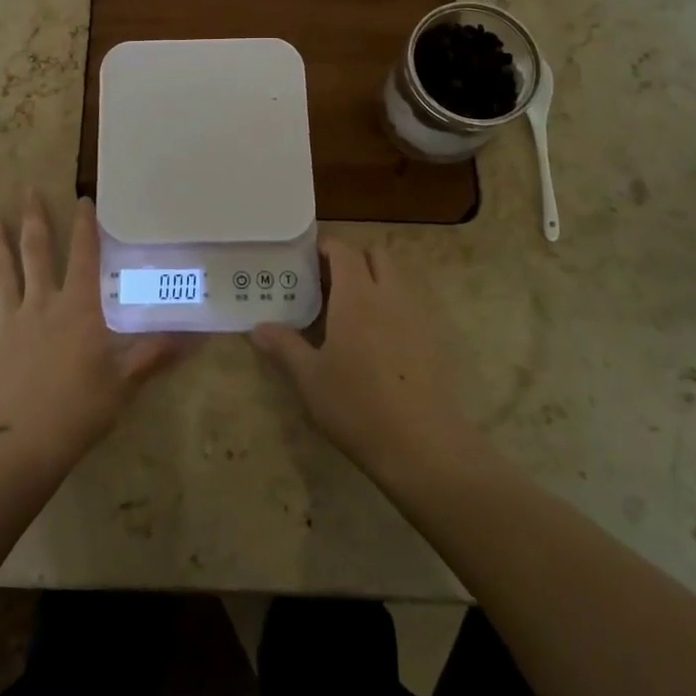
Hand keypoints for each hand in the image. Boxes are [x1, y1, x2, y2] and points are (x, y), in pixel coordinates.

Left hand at [0, 189, 184, 475]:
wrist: (24, 443)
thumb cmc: (81, 408)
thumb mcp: (126, 381)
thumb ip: (157, 354)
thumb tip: (198, 336)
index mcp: (78, 308)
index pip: (84, 256)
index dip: (84, 227)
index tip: (81, 199)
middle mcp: (42, 304)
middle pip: (36, 252)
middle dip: (33, 219)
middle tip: (26, 189)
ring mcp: (10, 323)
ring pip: (1, 273)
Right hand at [250, 238, 476, 481]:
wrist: (423, 447)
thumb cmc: (357, 405)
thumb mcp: (310, 378)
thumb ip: (284, 346)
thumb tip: (259, 328)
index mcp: (357, 295)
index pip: (343, 250)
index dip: (325, 247)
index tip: (305, 261)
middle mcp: (390, 294)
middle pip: (375, 255)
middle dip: (353, 260)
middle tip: (327, 285)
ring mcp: (418, 315)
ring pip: (397, 278)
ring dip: (375, 280)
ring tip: (351, 312)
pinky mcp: (436, 339)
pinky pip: (412, 305)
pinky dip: (394, 306)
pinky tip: (378, 341)